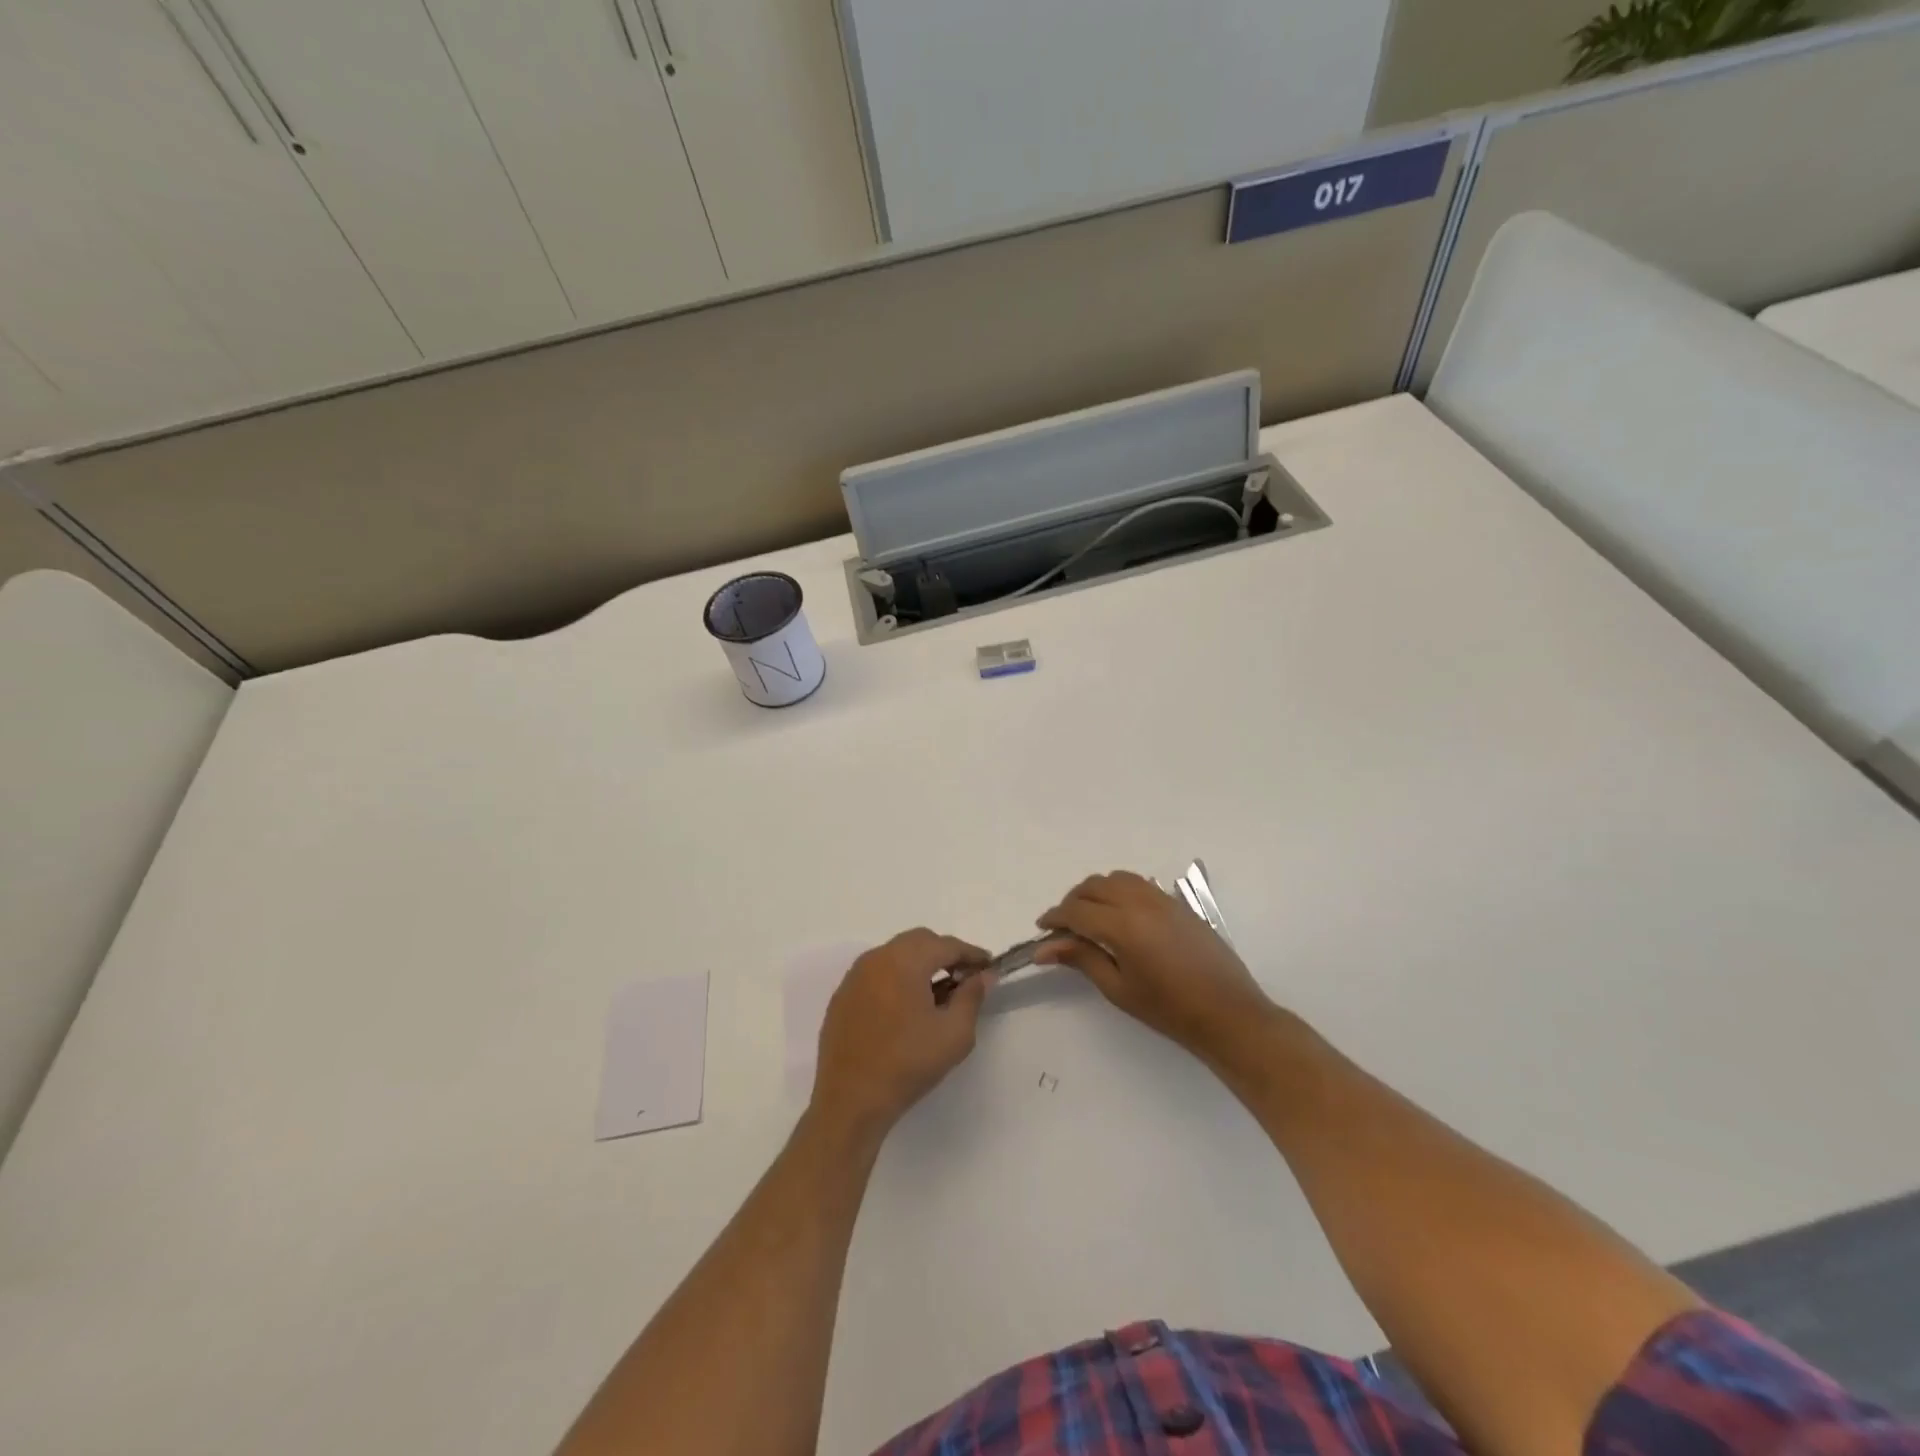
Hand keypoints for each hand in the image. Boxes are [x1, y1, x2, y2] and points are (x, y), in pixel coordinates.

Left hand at [811, 929, 991, 1136]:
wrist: (850, 1100)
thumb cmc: (908, 1064)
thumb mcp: (954, 1034)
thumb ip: (972, 997)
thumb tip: (983, 975)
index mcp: (904, 961)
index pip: (946, 945)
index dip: (971, 954)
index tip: (988, 967)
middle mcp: (877, 958)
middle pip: (918, 941)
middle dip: (944, 954)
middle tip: (963, 978)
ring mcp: (855, 976)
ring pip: (895, 954)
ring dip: (919, 964)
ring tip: (936, 993)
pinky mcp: (842, 996)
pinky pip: (876, 973)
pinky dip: (896, 978)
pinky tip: (905, 1007)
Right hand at [1035, 871, 1277, 1064]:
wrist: (1228, 1013)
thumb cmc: (1169, 1010)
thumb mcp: (1118, 988)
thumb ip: (1082, 959)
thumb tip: (1045, 948)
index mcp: (1122, 925)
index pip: (1076, 910)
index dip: (1054, 917)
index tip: (1042, 930)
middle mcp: (1140, 902)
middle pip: (1094, 886)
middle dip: (1073, 902)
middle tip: (1064, 927)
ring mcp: (1162, 899)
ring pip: (1117, 878)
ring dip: (1096, 891)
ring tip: (1090, 918)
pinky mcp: (1177, 904)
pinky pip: (1139, 884)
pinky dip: (1119, 891)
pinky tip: (1120, 916)